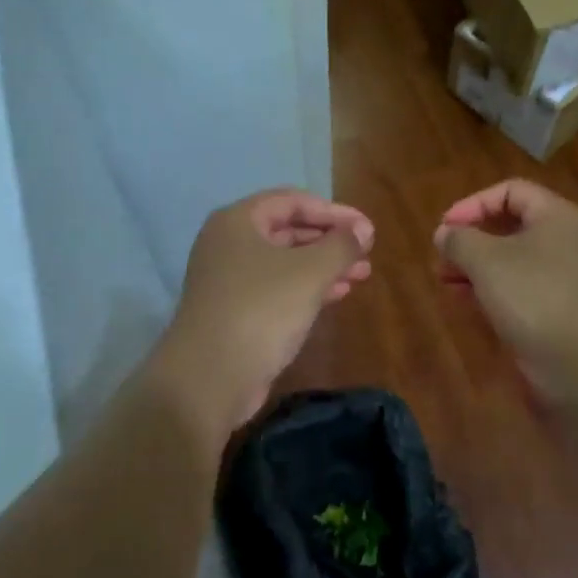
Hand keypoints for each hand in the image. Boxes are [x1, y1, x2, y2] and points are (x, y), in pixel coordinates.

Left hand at [156, 189, 373, 432]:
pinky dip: (308, 288)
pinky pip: (278, 288)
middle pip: (288, 230)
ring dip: (324, 265)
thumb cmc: (261, 310)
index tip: (366, 229)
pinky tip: (338, 295)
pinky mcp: (236, 311)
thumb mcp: (309, 272)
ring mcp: (229, 280)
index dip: (333, 211)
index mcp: (237, 221)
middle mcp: (228, 244)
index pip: (291, 201)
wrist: (210, 377)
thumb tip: (363, 229)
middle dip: (330, 240)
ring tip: (362, 274)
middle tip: (367, 252)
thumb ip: (340, 245)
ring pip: (285, 262)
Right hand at [433, 179, 577, 402]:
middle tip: (441, 256)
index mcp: (555, 216)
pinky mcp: (556, 310)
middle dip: (471, 239)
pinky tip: (466, 301)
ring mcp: (562, 278)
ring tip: (444, 280)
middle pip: (510, 227)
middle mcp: (563, 241)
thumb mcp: (487, 260)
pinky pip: (518, 290)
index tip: (445, 227)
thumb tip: (445, 234)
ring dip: (476, 267)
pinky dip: (491, 291)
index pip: (510, 192)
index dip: (473, 203)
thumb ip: (460, 240)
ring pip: (512, 262)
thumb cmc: (535, 295)